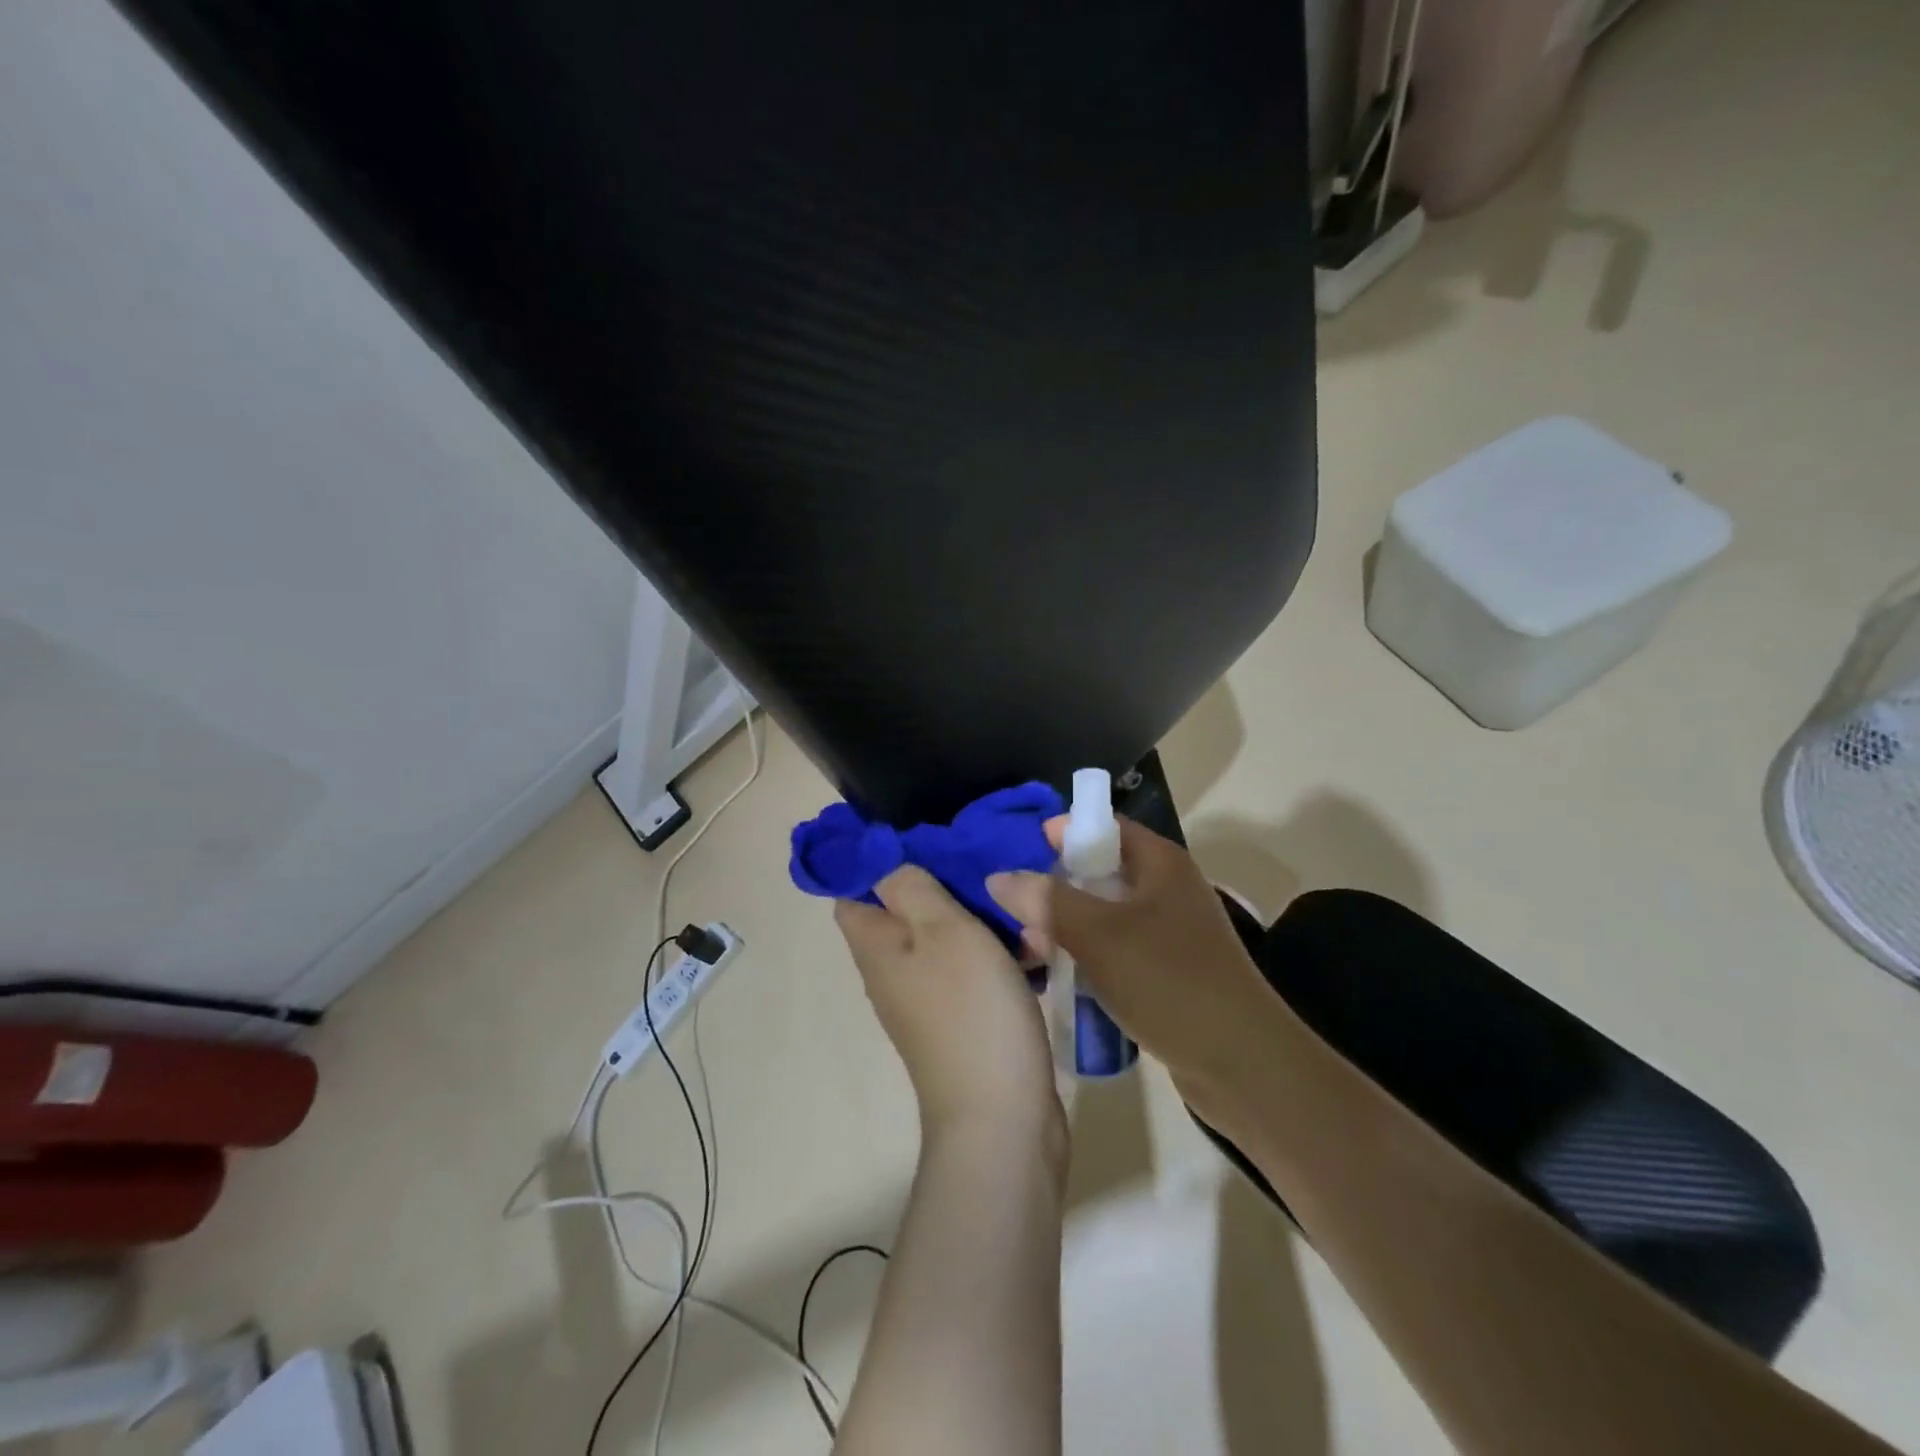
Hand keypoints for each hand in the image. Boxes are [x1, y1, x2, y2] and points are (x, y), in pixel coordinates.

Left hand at [837, 867, 1064, 1147]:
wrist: (1002, 1117)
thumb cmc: (970, 1011)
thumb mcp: (941, 929)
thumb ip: (910, 887)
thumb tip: (883, 861)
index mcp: (876, 944)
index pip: (854, 886)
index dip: (877, 856)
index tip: (920, 832)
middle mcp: (892, 968)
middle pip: (907, 906)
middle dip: (945, 880)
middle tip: (984, 860)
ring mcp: (928, 996)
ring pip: (947, 935)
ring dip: (982, 917)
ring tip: (1021, 904)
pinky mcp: (963, 1018)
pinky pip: (974, 967)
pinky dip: (999, 952)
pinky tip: (1034, 946)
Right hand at [987, 817, 1278, 1109]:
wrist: (1242, 1064)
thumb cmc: (1169, 981)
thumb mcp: (1100, 935)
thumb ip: (1047, 901)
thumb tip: (998, 876)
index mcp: (1160, 863)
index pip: (1105, 826)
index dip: (1063, 831)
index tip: (1021, 851)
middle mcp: (1167, 889)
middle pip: (1100, 871)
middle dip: (1056, 888)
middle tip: (1016, 911)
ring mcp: (1170, 932)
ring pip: (1105, 915)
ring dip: (1067, 928)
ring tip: (1030, 951)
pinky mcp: (1168, 971)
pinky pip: (1116, 950)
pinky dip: (1088, 957)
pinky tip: (1060, 979)